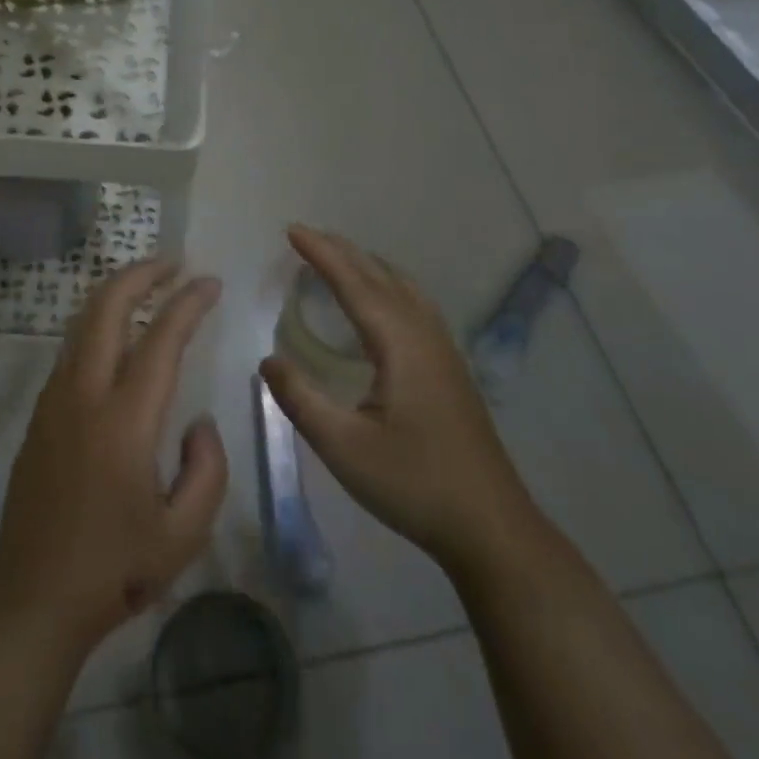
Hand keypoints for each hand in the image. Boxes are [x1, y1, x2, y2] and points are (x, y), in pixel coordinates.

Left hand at [0, 261, 228, 654]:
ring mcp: (55, 402)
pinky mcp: (40, 416)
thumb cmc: (115, 570)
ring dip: (115, 294)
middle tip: (173, 263)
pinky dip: (98, 325)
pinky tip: (118, 336)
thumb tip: (197, 420)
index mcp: (125, 421)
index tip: (210, 282)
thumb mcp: (185, 533)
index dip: (188, 303)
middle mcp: (84, 396)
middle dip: (140, 274)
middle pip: (107, 309)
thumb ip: (207, 468)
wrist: (33, 599)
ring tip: (147, 286)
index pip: (161, 340)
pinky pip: (72, 351)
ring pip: (83, 324)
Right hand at [261, 226, 537, 576]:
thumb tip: (267, 360)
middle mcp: (425, 336)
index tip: (292, 230)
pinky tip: (380, 305)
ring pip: (403, 288)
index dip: (322, 254)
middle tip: (307, 236)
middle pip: (381, 277)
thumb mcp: (343, 447)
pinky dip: (387, 286)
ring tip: (339, 258)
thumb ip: (300, 399)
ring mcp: (444, 351)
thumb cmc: (414, 485)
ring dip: (367, 266)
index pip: (355, 284)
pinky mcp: (450, 369)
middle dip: (343, 252)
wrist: (491, 528)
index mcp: (401, 344)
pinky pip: (414, 305)